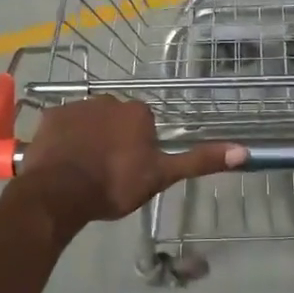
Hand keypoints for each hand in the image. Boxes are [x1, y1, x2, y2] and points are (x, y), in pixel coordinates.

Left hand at [16, 98, 238, 230]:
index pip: (145, 126)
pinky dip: (65, 140)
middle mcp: (109, 100)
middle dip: (114, 140)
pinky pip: (63, 126)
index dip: (139, 149)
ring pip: (90, 122)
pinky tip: (63, 163)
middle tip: (108, 173)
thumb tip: (243, 151)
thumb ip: (198, 161)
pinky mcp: (50, 117)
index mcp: (138, 112)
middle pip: (117, 121)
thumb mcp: (161, 176)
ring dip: (89, 139)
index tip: (131, 171)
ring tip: (83, 171)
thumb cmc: (115, 184)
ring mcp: (77, 106)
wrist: (60, 192)